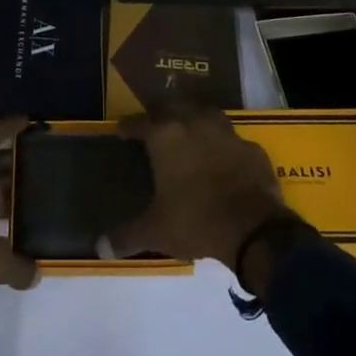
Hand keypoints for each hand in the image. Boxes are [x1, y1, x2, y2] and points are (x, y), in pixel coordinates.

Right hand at [107, 108, 295, 270]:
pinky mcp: (252, 148)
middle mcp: (195, 125)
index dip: (128, 127)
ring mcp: (227, 134)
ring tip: (189, 133)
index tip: (122, 132)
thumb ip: (126, 236)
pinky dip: (224, 146)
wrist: (254, 229)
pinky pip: (233, 140)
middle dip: (161, 113)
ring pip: (206, 114)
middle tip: (155, 127)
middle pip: (173, 106)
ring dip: (195, 120)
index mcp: (165, 137)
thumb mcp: (155, 232)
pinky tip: (223, 159)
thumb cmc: (195, 221)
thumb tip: (101, 248)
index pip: (139, 122)